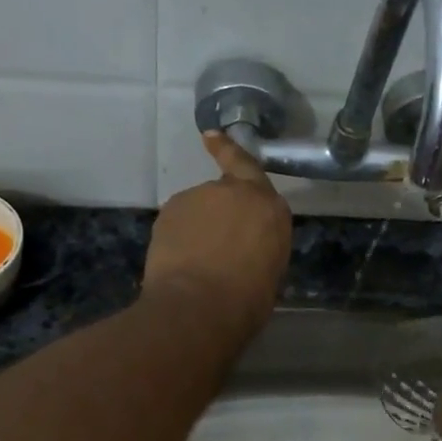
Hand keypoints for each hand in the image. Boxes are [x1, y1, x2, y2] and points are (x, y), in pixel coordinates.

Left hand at [142, 132, 291, 342]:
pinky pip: (178, 221)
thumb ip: (259, 243)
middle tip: (218, 247)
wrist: (199, 305)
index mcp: (270, 207)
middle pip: (225, 193)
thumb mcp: (270, 268)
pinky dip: (179, 236)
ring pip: (198, 208)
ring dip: (198, 227)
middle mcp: (235, 192)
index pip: (250, 169)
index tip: (211, 136)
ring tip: (198, 262)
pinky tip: (180, 262)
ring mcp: (199, 196)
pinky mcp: (170, 210)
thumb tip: (245, 246)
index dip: (230, 152)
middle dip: (220, 213)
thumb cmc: (246, 299)